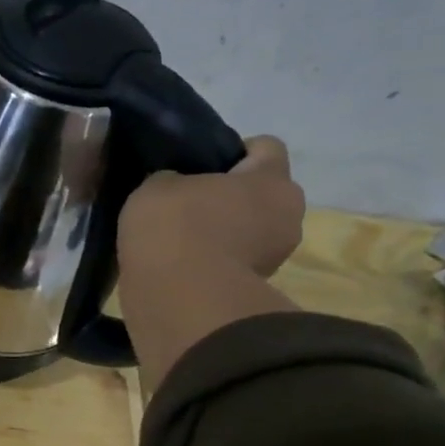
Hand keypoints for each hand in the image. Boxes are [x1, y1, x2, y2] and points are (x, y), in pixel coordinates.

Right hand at [118, 135, 304, 281]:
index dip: (233, 150)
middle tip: (189, 202)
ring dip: (224, 231)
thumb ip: (172, 179)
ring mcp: (276, 256)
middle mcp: (288, 214)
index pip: (265, 147)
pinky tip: (182, 263)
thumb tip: (177, 188)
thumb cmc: (175, 227)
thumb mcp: (156, 187)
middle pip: (262, 193)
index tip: (201, 164)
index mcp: (272, 179)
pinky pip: (235, 260)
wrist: (178, 299)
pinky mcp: (255, 288)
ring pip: (250, 230)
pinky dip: (215, 260)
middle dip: (231, 195)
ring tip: (182, 238)